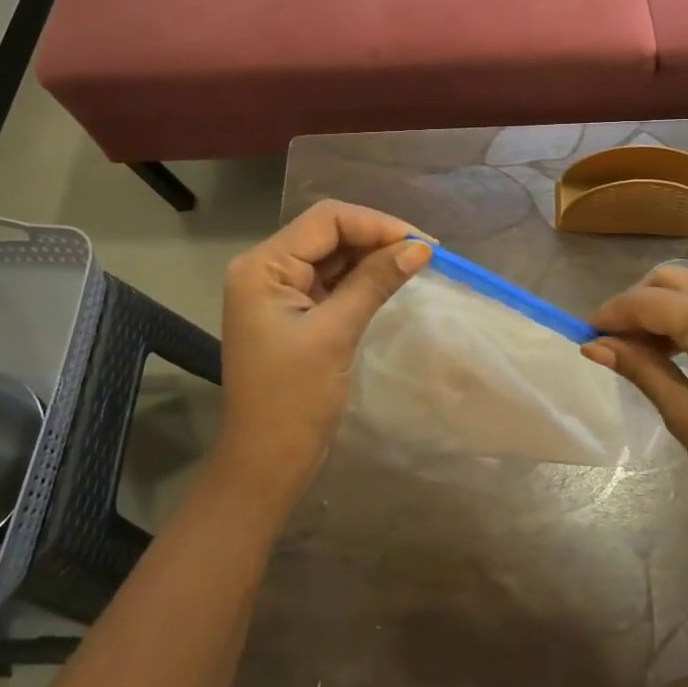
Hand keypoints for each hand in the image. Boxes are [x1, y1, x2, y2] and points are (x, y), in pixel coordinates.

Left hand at [214, 200, 431, 510]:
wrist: (265, 465)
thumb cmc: (293, 400)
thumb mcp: (336, 334)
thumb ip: (375, 282)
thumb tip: (420, 247)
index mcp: (262, 267)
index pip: (325, 220)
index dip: (375, 224)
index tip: (422, 242)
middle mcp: (265, 269)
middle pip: (328, 232)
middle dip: (376, 237)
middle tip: (425, 253)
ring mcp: (278, 290)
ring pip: (332, 254)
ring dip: (372, 256)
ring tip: (416, 262)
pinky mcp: (293, 311)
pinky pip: (331, 280)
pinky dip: (361, 277)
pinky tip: (391, 279)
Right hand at [583, 267, 687, 541]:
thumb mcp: (684, 414)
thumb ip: (640, 368)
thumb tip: (594, 344)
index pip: (648, 301)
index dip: (612, 313)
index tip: (586, 333)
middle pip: (672, 279)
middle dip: (638, 301)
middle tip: (616, 340)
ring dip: (666, 305)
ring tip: (646, 348)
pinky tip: (685, 350)